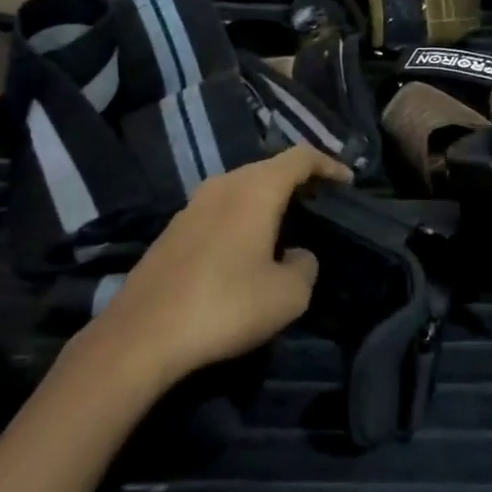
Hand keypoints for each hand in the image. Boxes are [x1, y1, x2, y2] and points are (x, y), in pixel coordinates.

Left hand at [95, 147, 351, 384]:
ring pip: (242, 188)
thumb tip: (297, 255)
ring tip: (287, 226)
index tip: (348, 182)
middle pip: (269, 168)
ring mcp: (193, 205)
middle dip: (298, 181)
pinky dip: (242, 217)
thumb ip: (305, 266)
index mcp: (255, 189)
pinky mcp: (174, 229)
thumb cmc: (225, 306)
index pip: (301, 157)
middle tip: (321, 204)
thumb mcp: (288, 295)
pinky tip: (246, 249)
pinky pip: (220, 209)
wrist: (143, 334)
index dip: (329, 164)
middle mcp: (223, 184)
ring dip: (267, 200)